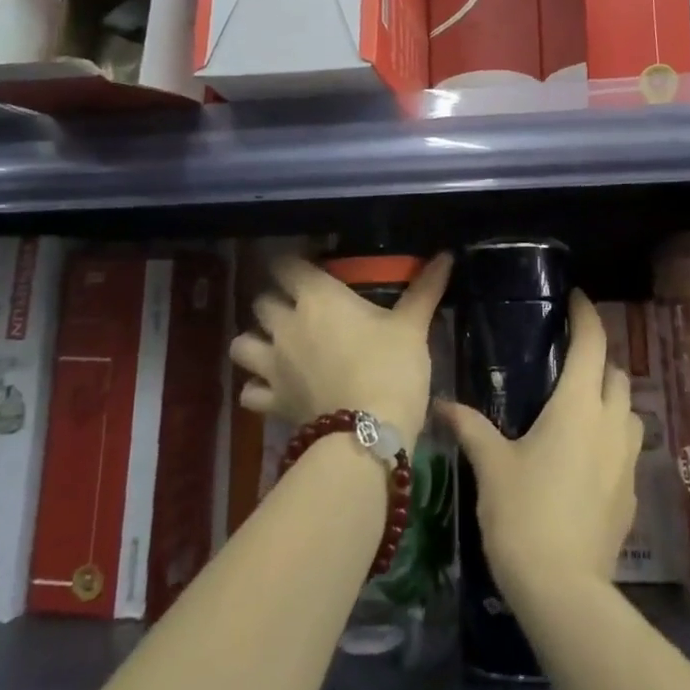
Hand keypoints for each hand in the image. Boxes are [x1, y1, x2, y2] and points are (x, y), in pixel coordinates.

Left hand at [229, 253, 451, 445]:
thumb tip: (447, 255)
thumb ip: (425, 288)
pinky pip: (248, 390)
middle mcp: (287, 325)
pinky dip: (256, 388)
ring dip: (255, 341)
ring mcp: (272, 365)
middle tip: (298, 308)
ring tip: (275, 346)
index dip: (293, 264)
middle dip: (276, 301)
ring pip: (242, 343)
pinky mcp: (271, 401)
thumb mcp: (413, 325)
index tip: (308, 267)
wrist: (369, 434)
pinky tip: (273, 388)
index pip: (286, 265)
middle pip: (262, 301)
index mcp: (318, 298)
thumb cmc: (392, 367)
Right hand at [437, 290, 643, 600]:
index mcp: (579, 406)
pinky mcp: (632, 492)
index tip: (575, 299)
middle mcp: (611, 423)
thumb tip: (441, 403)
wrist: (564, 591)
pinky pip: (628, 446)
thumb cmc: (523, 515)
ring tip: (580, 405)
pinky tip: (586, 454)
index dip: (586, 315)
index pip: (592, 343)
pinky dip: (612, 434)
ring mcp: (628, 459)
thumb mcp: (491, 466)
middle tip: (568, 359)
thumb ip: (470, 427)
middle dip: (598, 357)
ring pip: (629, 409)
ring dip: (611, 397)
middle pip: (616, 372)